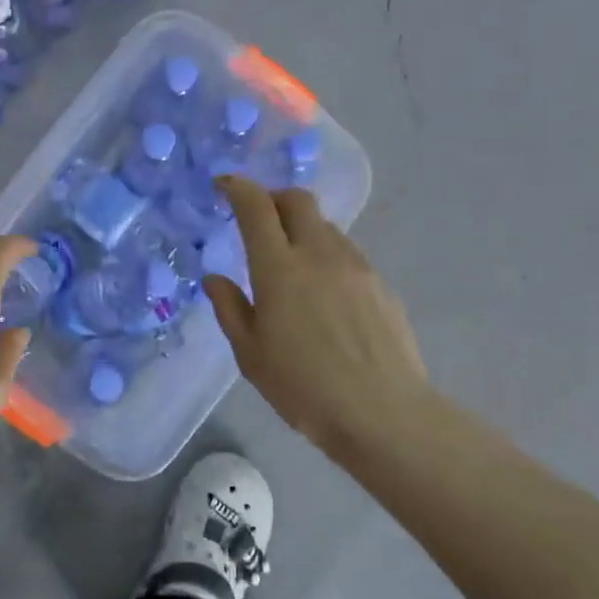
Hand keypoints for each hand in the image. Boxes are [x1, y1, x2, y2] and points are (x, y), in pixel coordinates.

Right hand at [203, 177, 428, 462]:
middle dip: (272, 198)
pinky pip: (346, 253)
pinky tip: (323, 293)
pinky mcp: (380, 284)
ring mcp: (355, 266)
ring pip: (324, 225)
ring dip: (301, 228)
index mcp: (278, 268)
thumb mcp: (251, 355)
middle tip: (257, 219)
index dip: (237, 188)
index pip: (256, 206)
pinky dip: (325, 255)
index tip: (223, 186)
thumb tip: (215, 279)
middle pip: (297, 200)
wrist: (382, 412)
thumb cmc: (303, 388)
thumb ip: (230, 309)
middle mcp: (318, 254)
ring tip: (290, 263)